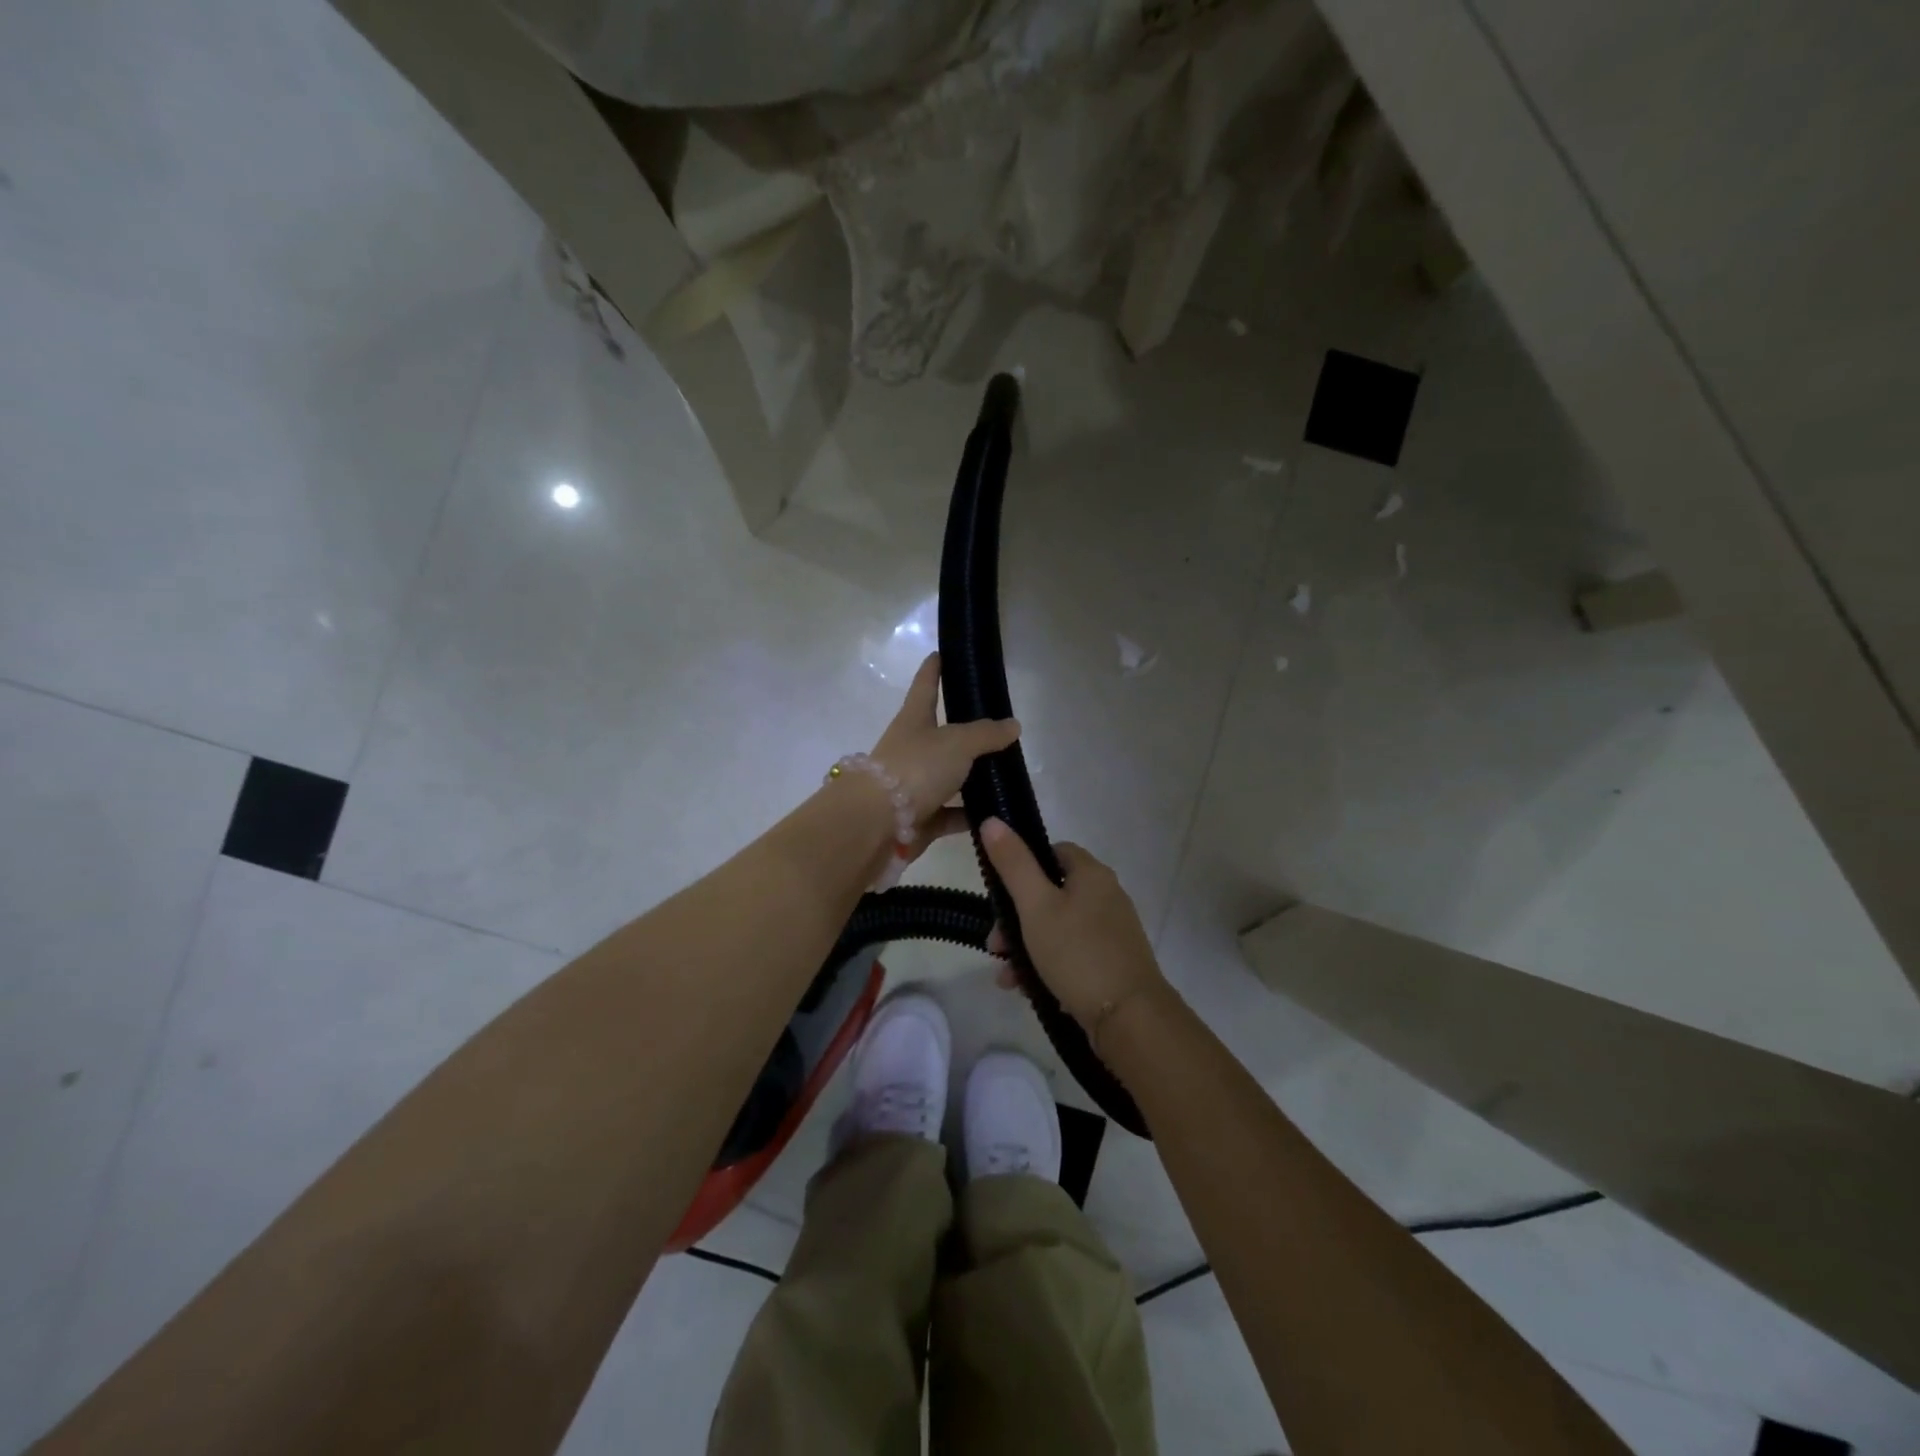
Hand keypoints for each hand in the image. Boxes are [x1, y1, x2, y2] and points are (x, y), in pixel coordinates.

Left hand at [869, 653, 1018, 853]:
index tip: (940, 653)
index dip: (933, 669)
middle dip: (966, 731)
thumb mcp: (957, 743)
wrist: (876, 824)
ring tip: (1007, 774)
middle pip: (941, 735)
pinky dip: (970, 814)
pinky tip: (996, 814)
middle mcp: (911, 749)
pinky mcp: (919, 818)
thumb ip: (986, 734)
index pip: (925, 686)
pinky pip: (951, 813)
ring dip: (973, 777)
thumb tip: (1013, 725)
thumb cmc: (915, 768)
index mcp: (914, 720)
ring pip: (949, 776)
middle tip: (999, 727)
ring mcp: (913, 785)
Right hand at [979, 820, 1165, 1028]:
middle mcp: (1106, 895)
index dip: (1023, 867)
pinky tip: (1025, 988)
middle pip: (1050, 894)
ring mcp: (1112, 931)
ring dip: (1025, 946)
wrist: (1129, 1017)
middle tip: (994, 945)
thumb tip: (993, 820)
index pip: (1053, 852)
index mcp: (1092, 874)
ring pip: (1057, 927)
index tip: (1000, 893)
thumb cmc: (1077, 952)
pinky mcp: (1112, 962)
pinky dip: (1046, 965)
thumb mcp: (1035, 906)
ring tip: (1006, 976)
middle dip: (1015, 919)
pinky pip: (1071, 953)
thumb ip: (1013, 864)